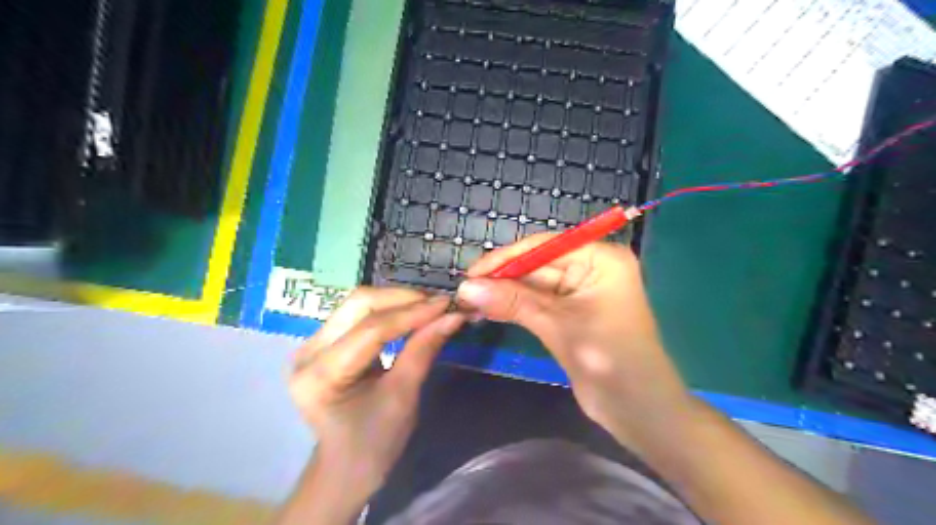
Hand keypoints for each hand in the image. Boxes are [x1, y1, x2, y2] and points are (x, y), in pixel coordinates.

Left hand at [290, 287, 463, 490]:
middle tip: (439, 303)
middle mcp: (307, 351)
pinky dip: (389, 310)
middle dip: (403, 299)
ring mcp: (311, 343)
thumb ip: (424, 349)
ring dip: (397, 300)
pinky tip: (411, 313)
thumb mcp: (403, 396)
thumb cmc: (375, 442)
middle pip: (359, 305)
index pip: (371, 330)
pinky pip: (358, 314)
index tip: (447, 304)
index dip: (412, 313)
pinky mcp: (322, 341)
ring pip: (358, 304)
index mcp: (320, 375)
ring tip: (430, 306)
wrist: (346, 465)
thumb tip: (453, 315)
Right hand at [457, 234, 688, 450]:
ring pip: (534, 285)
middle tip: (464, 292)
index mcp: (600, 258)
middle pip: (537, 264)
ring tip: (469, 303)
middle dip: (501, 278)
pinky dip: (514, 307)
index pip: (544, 247)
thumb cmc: (609, 361)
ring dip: (504, 294)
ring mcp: (581, 291)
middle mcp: (591, 268)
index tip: (470, 273)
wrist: (639, 412)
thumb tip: (465, 288)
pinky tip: (488, 311)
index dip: (505, 258)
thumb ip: (513, 302)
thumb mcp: (558, 326)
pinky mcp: (571, 313)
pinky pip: (537, 303)